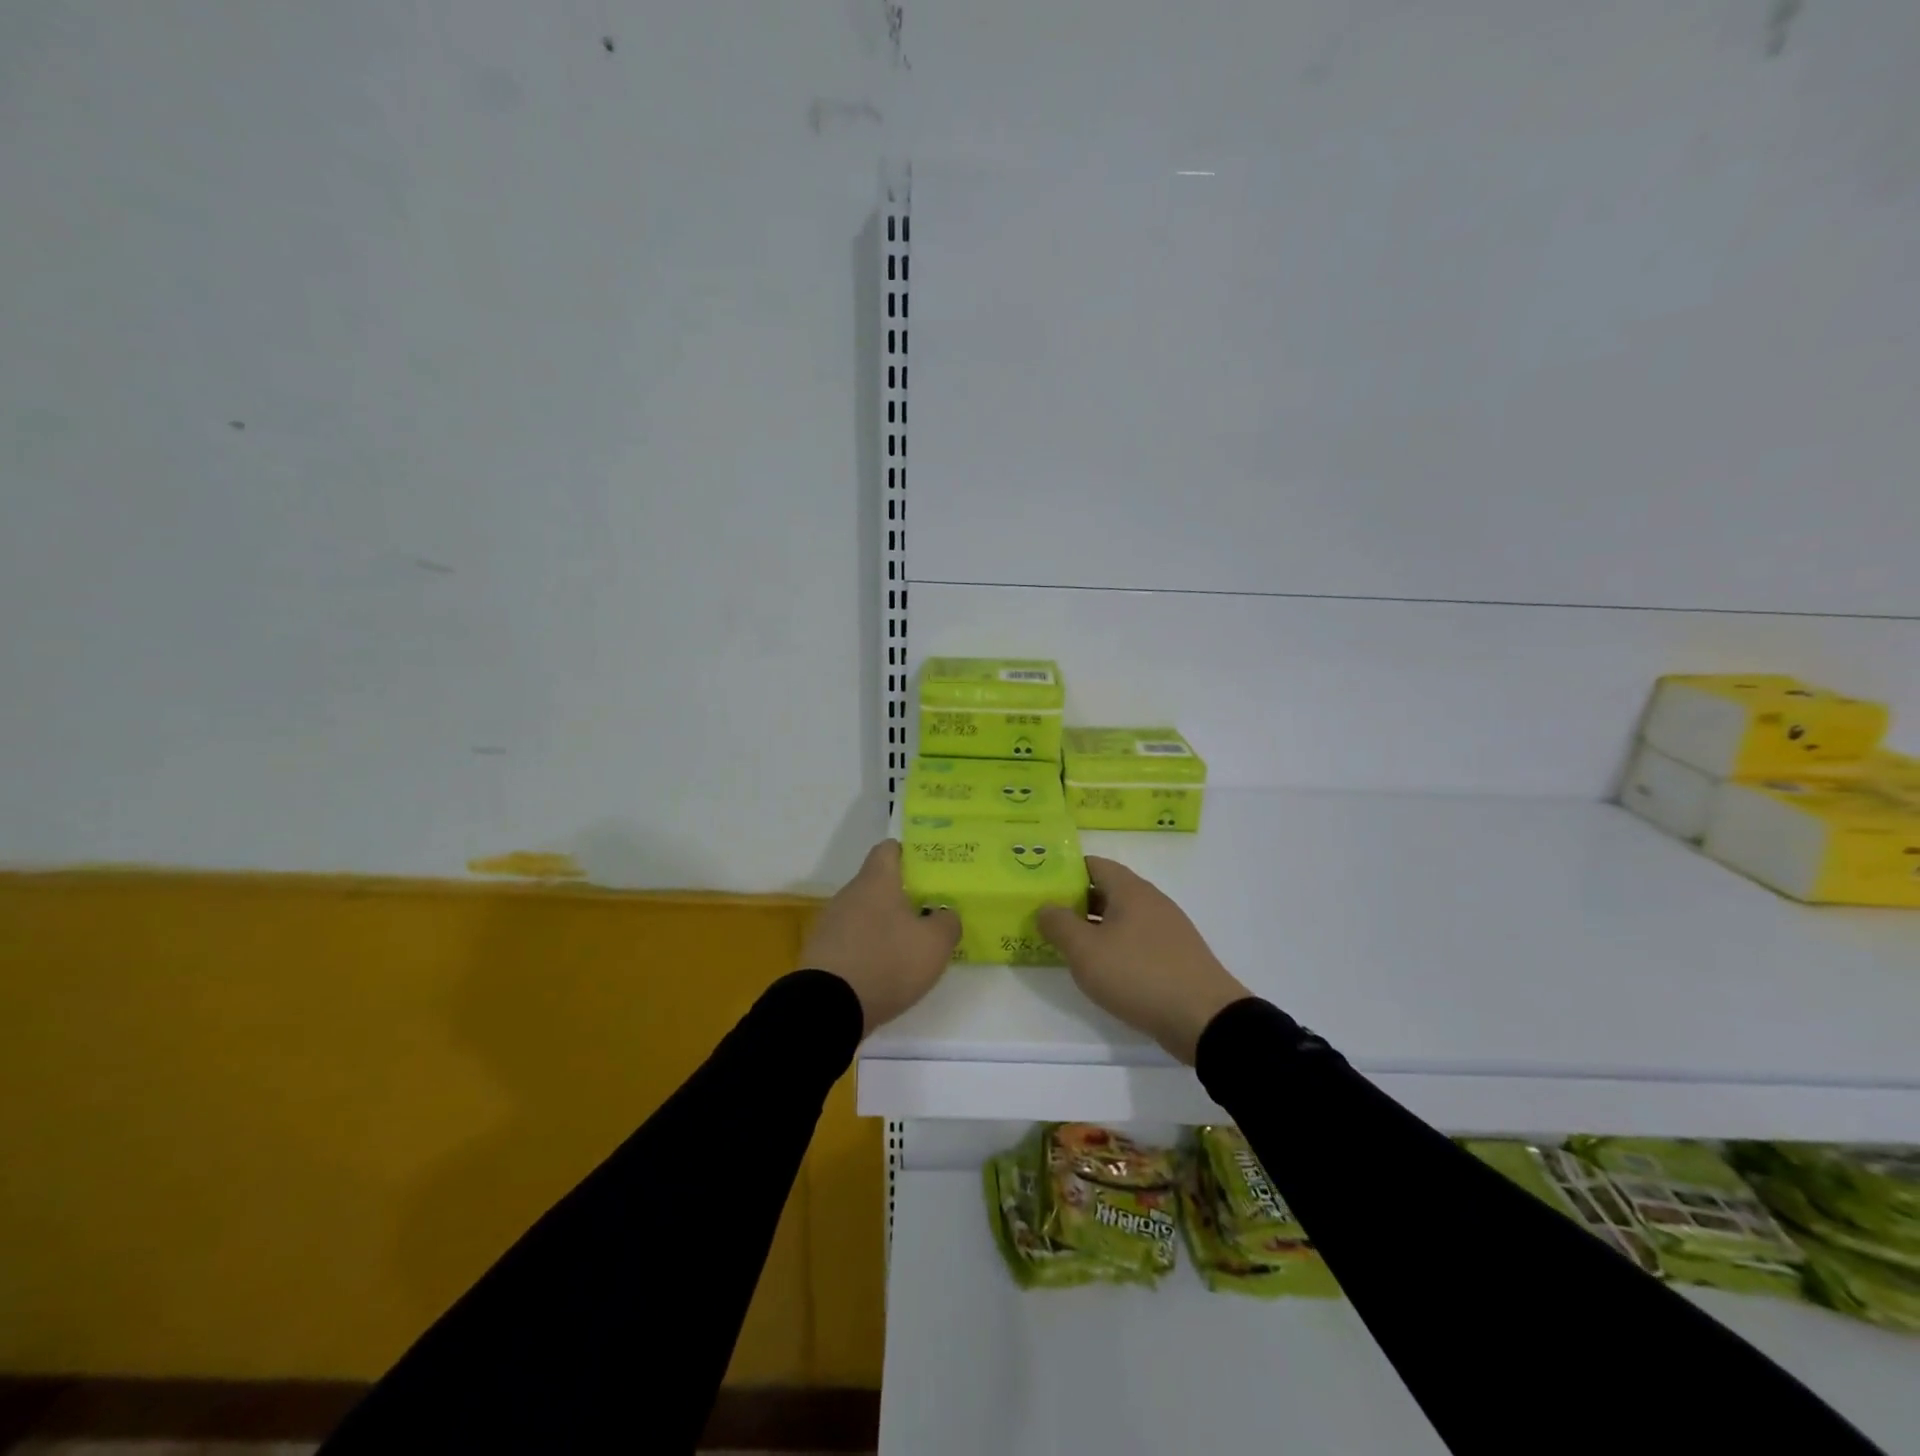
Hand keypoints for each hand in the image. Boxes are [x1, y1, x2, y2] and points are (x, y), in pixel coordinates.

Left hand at [800, 840, 960, 1035]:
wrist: (827, 1007)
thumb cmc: (887, 962)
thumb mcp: (934, 944)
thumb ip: (947, 922)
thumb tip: (944, 914)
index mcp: (876, 881)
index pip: (889, 849)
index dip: (909, 854)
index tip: (928, 869)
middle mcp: (849, 894)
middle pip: (877, 883)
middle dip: (901, 895)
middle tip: (928, 911)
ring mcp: (830, 923)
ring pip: (864, 913)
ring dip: (883, 924)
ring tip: (908, 945)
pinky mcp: (821, 951)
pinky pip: (851, 939)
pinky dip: (867, 948)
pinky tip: (883, 969)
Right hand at [1038, 856, 1249, 1064]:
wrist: (1204, 1019)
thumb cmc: (1139, 974)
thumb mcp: (1086, 951)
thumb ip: (1059, 925)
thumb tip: (1046, 907)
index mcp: (1130, 889)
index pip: (1093, 864)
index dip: (1065, 871)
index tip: (1041, 886)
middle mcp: (1151, 901)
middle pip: (1107, 890)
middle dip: (1076, 902)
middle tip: (1047, 918)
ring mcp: (1167, 928)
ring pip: (1122, 917)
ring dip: (1095, 927)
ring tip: (1068, 945)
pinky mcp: (1175, 955)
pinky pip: (1137, 940)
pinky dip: (1115, 946)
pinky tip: (1102, 969)